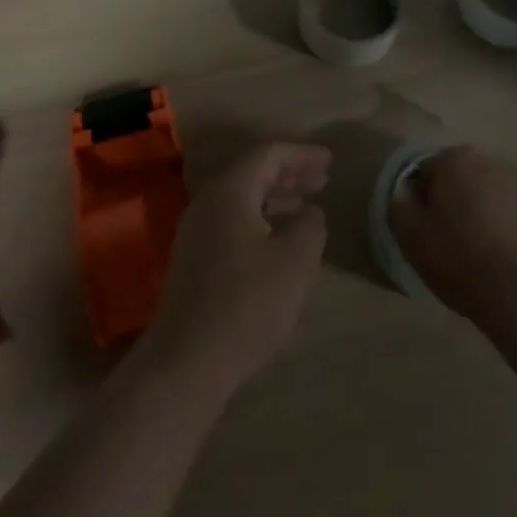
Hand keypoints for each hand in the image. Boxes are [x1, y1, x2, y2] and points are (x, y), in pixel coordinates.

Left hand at [141, 142, 330, 397]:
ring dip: (275, 198)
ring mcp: (197, 230)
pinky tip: (278, 242)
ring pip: (242, 199)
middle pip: (253, 173)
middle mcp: (208, 201)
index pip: (268, 154)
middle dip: (290, 174)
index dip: (301, 154)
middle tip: (322, 181)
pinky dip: (260, 220)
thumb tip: (311, 213)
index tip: (329, 162)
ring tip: (305, 208)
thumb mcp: (293, 263)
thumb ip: (309, 227)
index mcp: (229, 190)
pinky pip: (232, 221)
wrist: (186, 362)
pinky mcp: (194, 258)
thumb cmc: (246, 305)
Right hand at [387, 146, 516, 322]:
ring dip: (478, 212)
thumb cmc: (460, 258)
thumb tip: (403, 195)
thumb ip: (399, 207)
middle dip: (451, 202)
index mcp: (454, 159)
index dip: (420, 202)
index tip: (423, 231)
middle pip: (458, 179)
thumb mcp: (412, 237)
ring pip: (485, 194)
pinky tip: (500, 258)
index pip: (425, 172)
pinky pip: (509, 213)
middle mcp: (488, 160)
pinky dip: (502, 227)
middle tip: (447, 240)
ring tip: (476, 252)